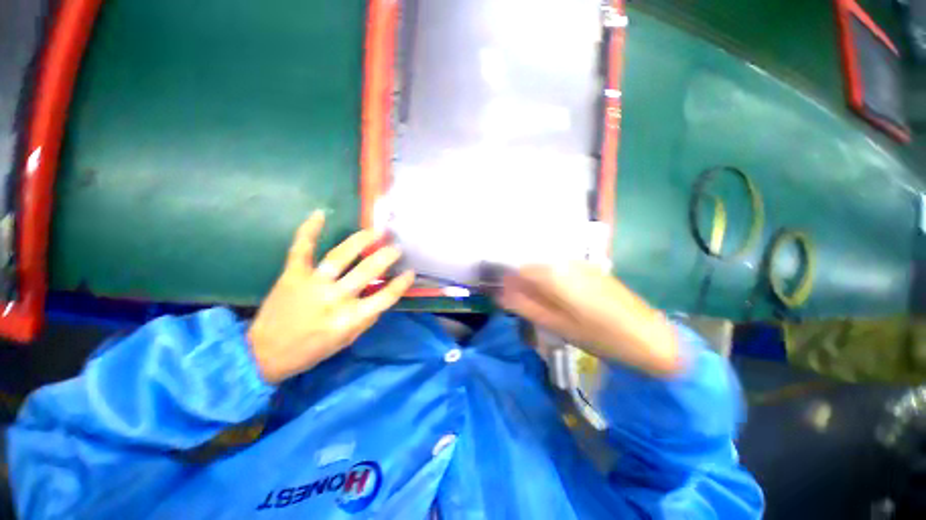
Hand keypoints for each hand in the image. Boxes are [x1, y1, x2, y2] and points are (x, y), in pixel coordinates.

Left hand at [248, 211, 415, 383]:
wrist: (264, 353)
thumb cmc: (312, 350)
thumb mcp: (347, 340)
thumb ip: (367, 317)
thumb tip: (382, 294)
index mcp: (349, 319)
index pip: (384, 297)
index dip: (401, 284)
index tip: (410, 272)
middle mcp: (334, 299)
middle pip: (367, 272)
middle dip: (386, 257)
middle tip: (396, 247)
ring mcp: (311, 284)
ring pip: (340, 256)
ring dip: (360, 240)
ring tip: (375, 230)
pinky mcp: (291, 275)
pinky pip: (301, 249)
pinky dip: (309, 230)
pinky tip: (320, 214)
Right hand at [497, 262, 681, 375]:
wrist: (650, 337)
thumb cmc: (600, 336)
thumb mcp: (557, 325)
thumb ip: (525, 306)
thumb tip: (501, 293)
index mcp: (555, 274)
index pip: (519, 268)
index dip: (510, 282)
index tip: (508, 297)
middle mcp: (566, 262)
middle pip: (533, 266)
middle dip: (524, 283)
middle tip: (527, 305)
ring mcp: (581, 263)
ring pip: (548, 267)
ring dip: (539, 282)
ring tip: (545, 305)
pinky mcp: (592, 269)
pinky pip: (562, 269)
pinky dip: (554, 281)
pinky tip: (563, 299)